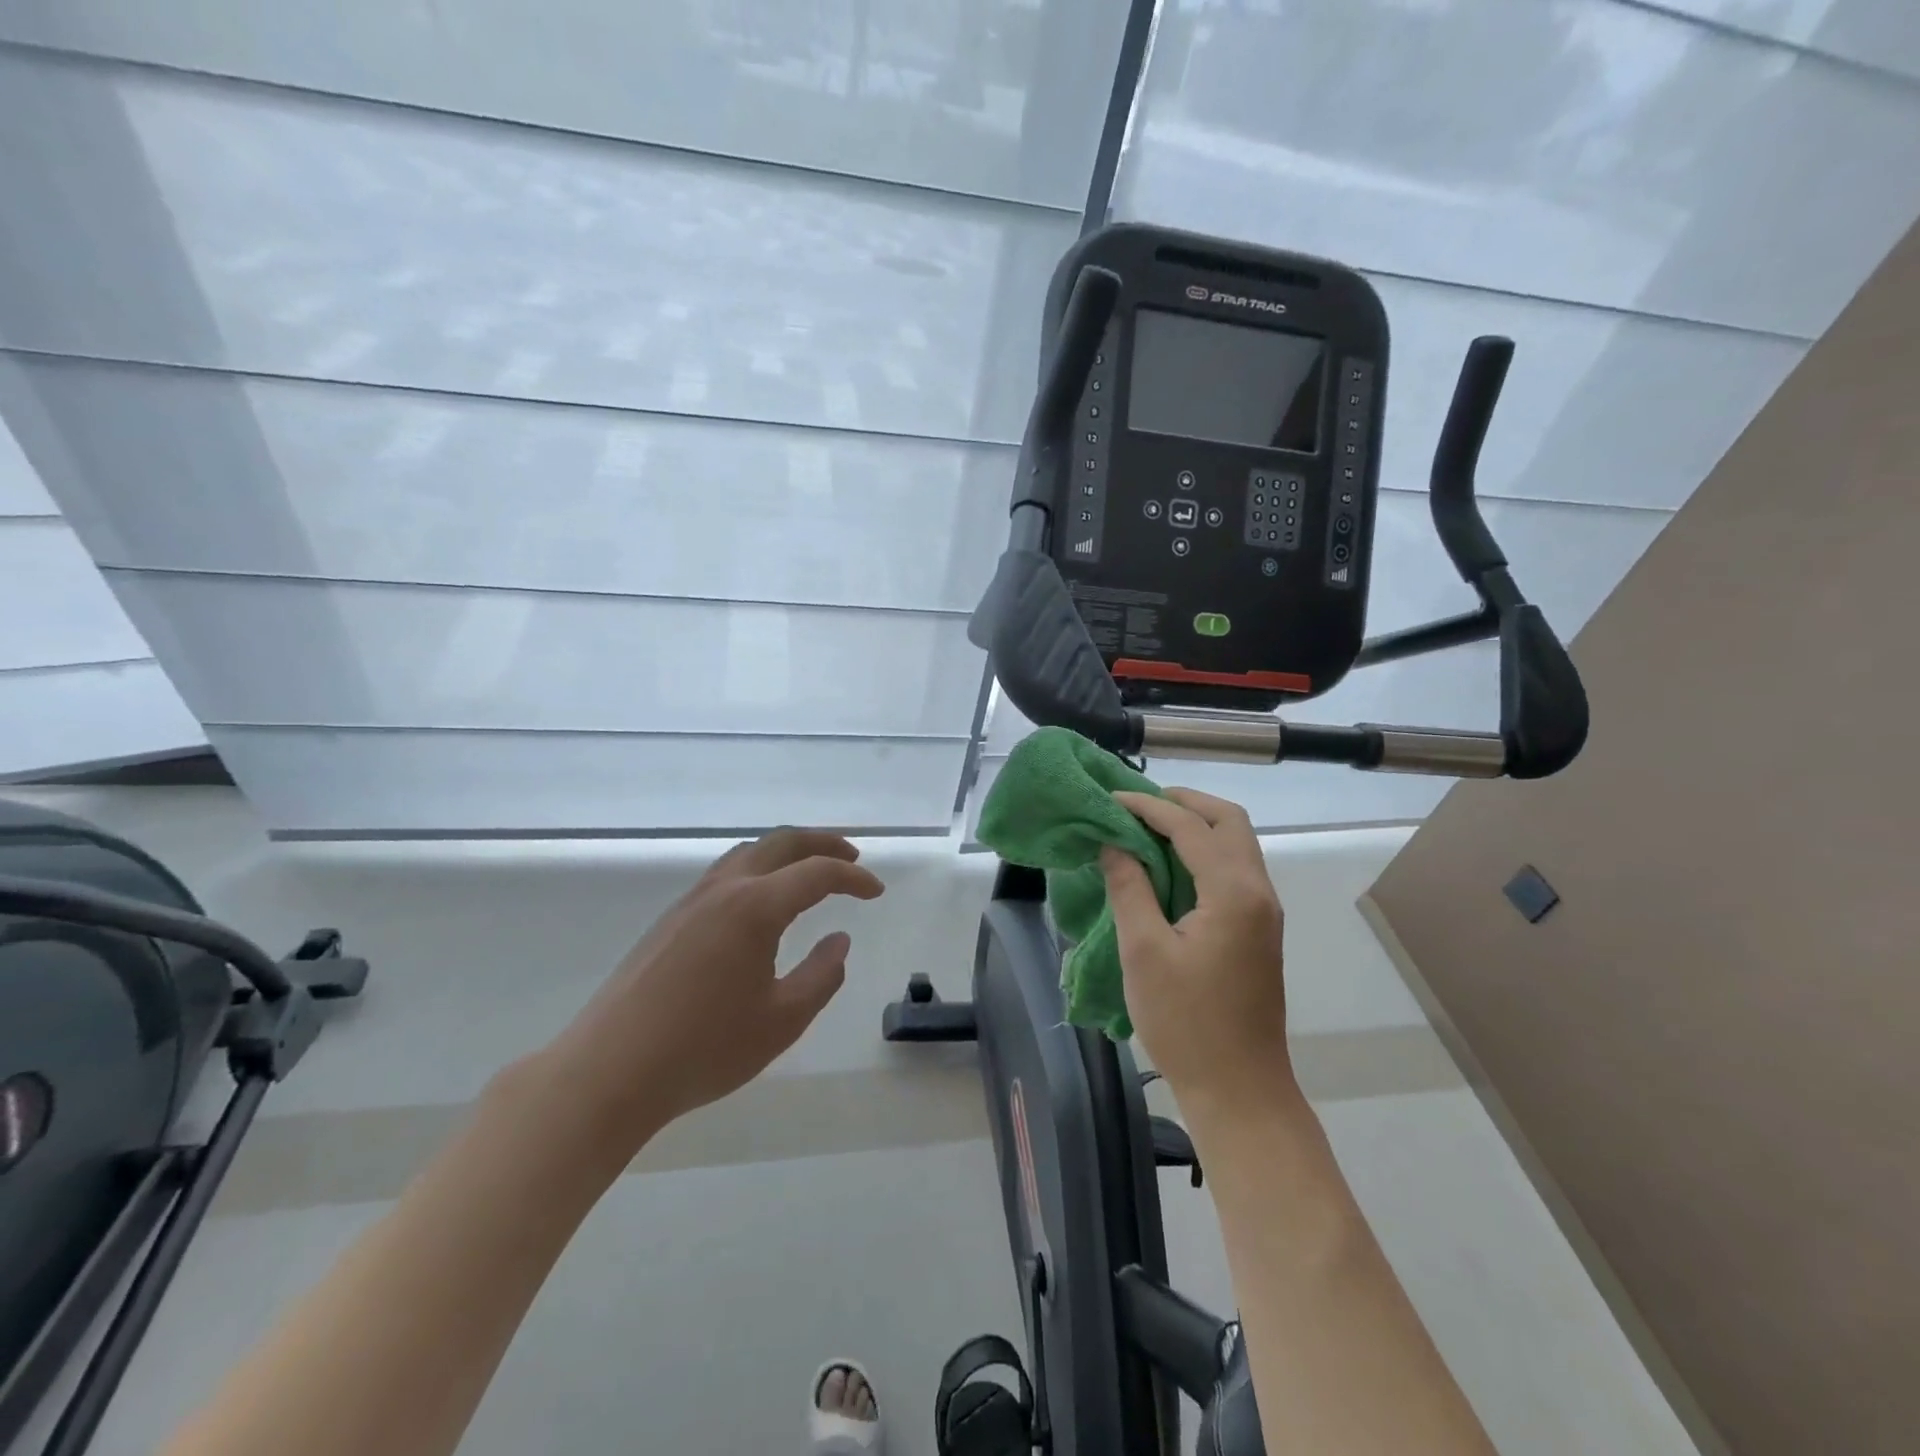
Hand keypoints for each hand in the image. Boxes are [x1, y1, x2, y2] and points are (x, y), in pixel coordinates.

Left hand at [528, 829, 883, 1167]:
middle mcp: (724, 889)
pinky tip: (762, 900)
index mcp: (755, 907)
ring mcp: (691, 901)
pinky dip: (758, 869)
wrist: (609, 1071)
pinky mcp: (670, 920)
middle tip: (851, 858)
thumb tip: (839, 941)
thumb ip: (821, 976)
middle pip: (781, 842)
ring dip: (786, 852)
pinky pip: (725, 872)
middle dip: (822, 844)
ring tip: (810, 871)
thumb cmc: (704, 1048)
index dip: (853, 878)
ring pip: (748, 852)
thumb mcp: (782, 1020)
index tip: (876, 892)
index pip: (817, 873)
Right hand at [1102, 789, 1291, 1116]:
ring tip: (1146, 829)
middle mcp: (1258, 891)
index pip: (1190, 826)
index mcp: (1234, 892)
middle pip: (1229, 821)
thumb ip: (1129, 888)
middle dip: (1184, 803)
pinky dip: (1202, 853)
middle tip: (1137, 806)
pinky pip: (1233, 870)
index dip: (1147, 807)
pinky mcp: (1258, 930)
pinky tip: (1167, 867)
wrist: (1240, 1090)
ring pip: (1236, 844)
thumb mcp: (1144, 951)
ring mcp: (1264, 912)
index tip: (1109, 799)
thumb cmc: (1186, 1022)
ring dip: (1195, 826)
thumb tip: (1114, 843)